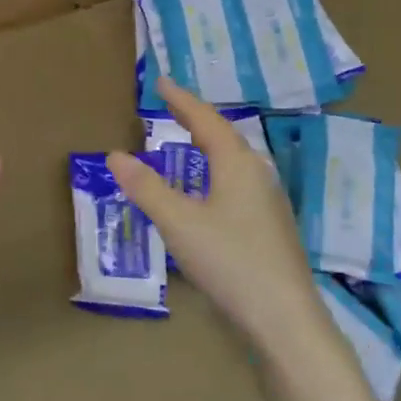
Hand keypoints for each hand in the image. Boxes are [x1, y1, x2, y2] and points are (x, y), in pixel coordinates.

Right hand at [107, 80, 325, 345]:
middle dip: (196, 119)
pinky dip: (215, 169)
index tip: (161, 82)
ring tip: (186, 141)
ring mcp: (268, 201)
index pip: (205, 120)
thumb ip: (146, 188)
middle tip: (171, 107)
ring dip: (208, 145)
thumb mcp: (178, 222)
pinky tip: (207, 190)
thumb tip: (115, 155)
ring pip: (234, 160)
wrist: (285, 318)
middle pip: (224, 135)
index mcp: (237, 164)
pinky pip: (238, 181)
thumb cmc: (230, 261)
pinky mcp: (270, 225)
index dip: (181, 100)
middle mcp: (257, 174)